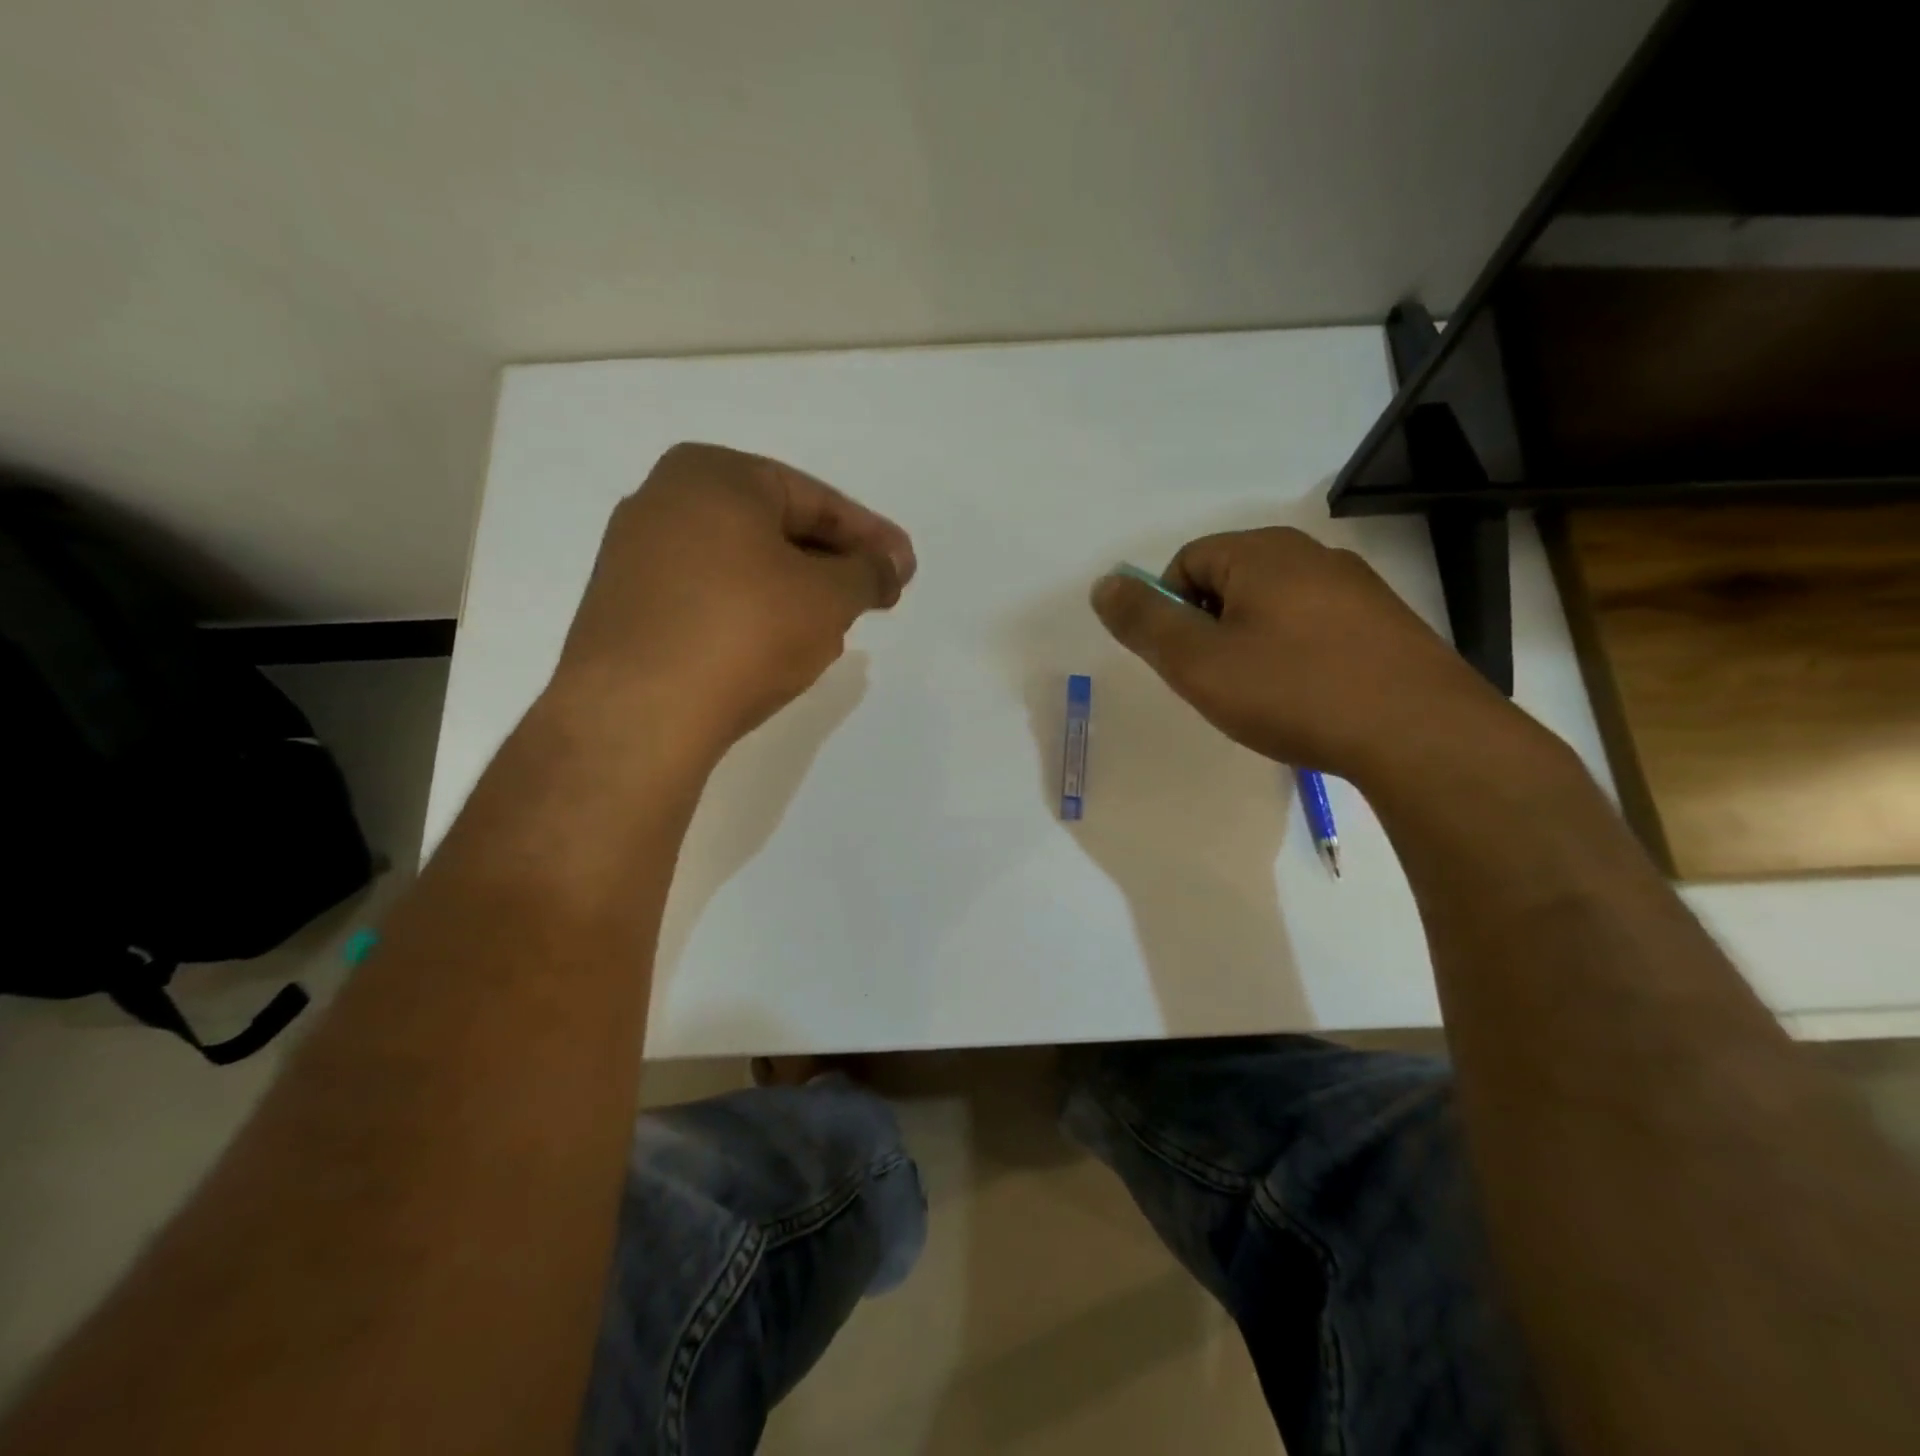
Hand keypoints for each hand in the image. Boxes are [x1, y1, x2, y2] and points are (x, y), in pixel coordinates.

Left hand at [548, 443, 914, 763]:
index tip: (904, 568)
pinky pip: (708, 598)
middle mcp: (664, 500)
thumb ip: (869, 573)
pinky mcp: (625, 609)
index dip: (870, 536)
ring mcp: (635, 556)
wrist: (638, 716)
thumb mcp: (828, 598)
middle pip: (775, 529)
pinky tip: (774, 648)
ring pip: (741, 566)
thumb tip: (891, 565)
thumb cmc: (744, 632)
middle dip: (831, 565)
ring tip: (831, 628)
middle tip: (873, 598)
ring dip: (794, 593)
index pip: (815, 499)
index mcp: (713, 475)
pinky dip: (751, 614)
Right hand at [1090, 527, 1515, 785]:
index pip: (1186, 563)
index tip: (1186, 662)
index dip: (1170, 612)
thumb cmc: (1292, 691)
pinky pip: (1314, 627)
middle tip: (1219, 682)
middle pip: (1229, 582)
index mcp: (1261, 553)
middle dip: (1209, 630)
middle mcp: (1310, 554)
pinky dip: (1294, 656)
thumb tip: (1104, 583)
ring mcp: (1355, 586)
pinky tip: (1308, 697)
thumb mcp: (1197, 662)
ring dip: (1251, 645)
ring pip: (1272, 607)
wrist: (1419, 734)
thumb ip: (1144, 621)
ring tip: (1265, 697)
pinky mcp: (1384, 622)